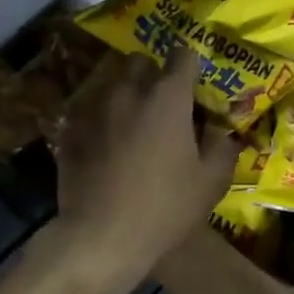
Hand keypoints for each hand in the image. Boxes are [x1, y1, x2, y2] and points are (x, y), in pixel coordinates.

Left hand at [52, 52, 237, 293]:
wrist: (101, 237)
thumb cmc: (164, 208)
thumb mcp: (211, 183)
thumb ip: (223, 147)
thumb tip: (223, 132)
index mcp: (167, 97)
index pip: (182, 55)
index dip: (191, 63)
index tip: (194, 81)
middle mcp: (129, 91)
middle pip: (141, 62)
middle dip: (153, 74)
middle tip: (163, 103)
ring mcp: (94, 108)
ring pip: (111, 83)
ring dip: (125, 93)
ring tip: (132, 121)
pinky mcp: (70, 129)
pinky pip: (88, 109)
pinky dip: (99, 117)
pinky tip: (104, 141)